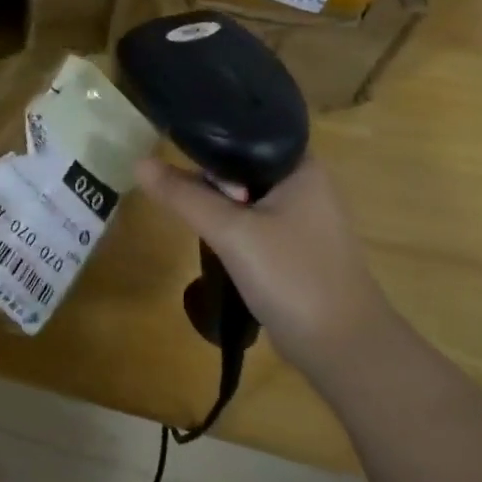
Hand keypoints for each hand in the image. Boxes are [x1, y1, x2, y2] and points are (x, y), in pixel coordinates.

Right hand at [135, 156, 398, 367]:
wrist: (342, 347)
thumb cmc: (292, 276)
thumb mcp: (231, 232)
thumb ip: (184, 196)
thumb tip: (139, 163)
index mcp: (301, 165)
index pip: (244, 133)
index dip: (206, 142)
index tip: (172, 155)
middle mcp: (305, 183)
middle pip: (241, 166)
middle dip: (209, 181)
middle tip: (182, 198)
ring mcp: (302, 216)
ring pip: (245, 196)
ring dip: (218, 206)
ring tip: (192, 217)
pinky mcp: (295, 245)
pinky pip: (254, 222)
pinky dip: (232, 227)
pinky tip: (213, 240)